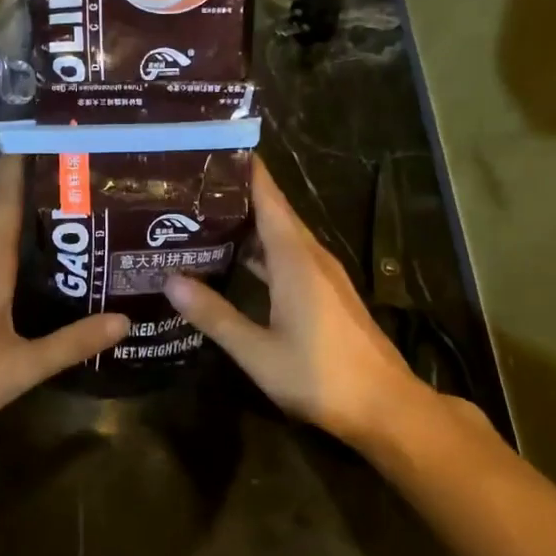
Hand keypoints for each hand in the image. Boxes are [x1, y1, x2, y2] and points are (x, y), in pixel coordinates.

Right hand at [163, 157, 446, 452]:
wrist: (385, 406)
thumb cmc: (320, 375)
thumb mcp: (257, 351)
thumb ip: (214, 315)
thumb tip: (170, 280)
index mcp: (295, 259)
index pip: (268, 198)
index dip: (244, 170)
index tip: (210, 149)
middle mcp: (311, 257)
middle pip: (272, 212)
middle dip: (235, 196)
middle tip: (187, 188)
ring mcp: (322, 276)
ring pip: (280, 237)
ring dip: (246, 226)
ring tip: (201, 219)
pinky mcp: (326, 294)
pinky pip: (288, 259)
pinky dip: (260, 253)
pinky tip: (235, 263)